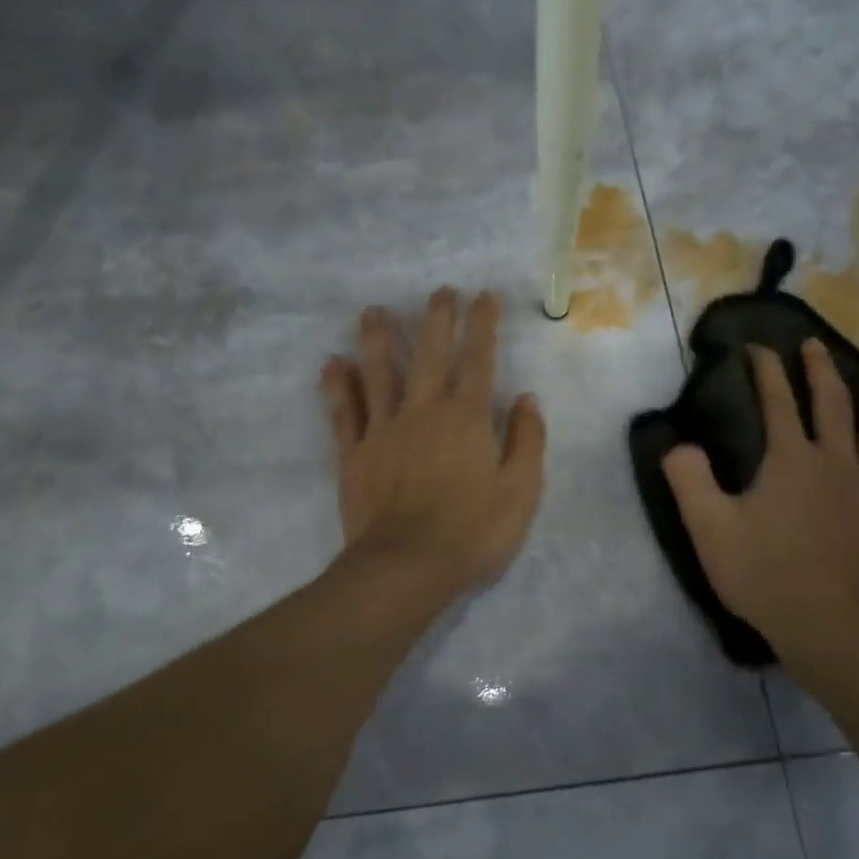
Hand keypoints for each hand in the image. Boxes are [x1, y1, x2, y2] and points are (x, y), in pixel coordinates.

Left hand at [320, 289, 546, 598]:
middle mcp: (423, 412)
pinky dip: (337, 386)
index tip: (483, 296)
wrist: (407, 567)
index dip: (482, 326)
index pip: (478, 360)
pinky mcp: (354, 454)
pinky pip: (344, 412)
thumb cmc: (472, 533)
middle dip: (436, 319)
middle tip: (438, 291)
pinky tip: (331, 363)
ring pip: (378, 373)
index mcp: (466, 418)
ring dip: (377, 338)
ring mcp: (383, 430)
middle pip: (429, 355)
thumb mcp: (521, 491)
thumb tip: (526, 398)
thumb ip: (527, 441)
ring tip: (373, 310)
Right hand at [662, 340, 858, 669]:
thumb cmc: (765, 576)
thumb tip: (678, 443)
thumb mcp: (709, 528)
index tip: (759, 348)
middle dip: (820, 370)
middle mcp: (838, 462)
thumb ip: (689, 479)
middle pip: (832, 405)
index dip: (767, 371)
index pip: (778, 403)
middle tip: (814, 345)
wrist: (831, 628)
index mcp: (791, 460)